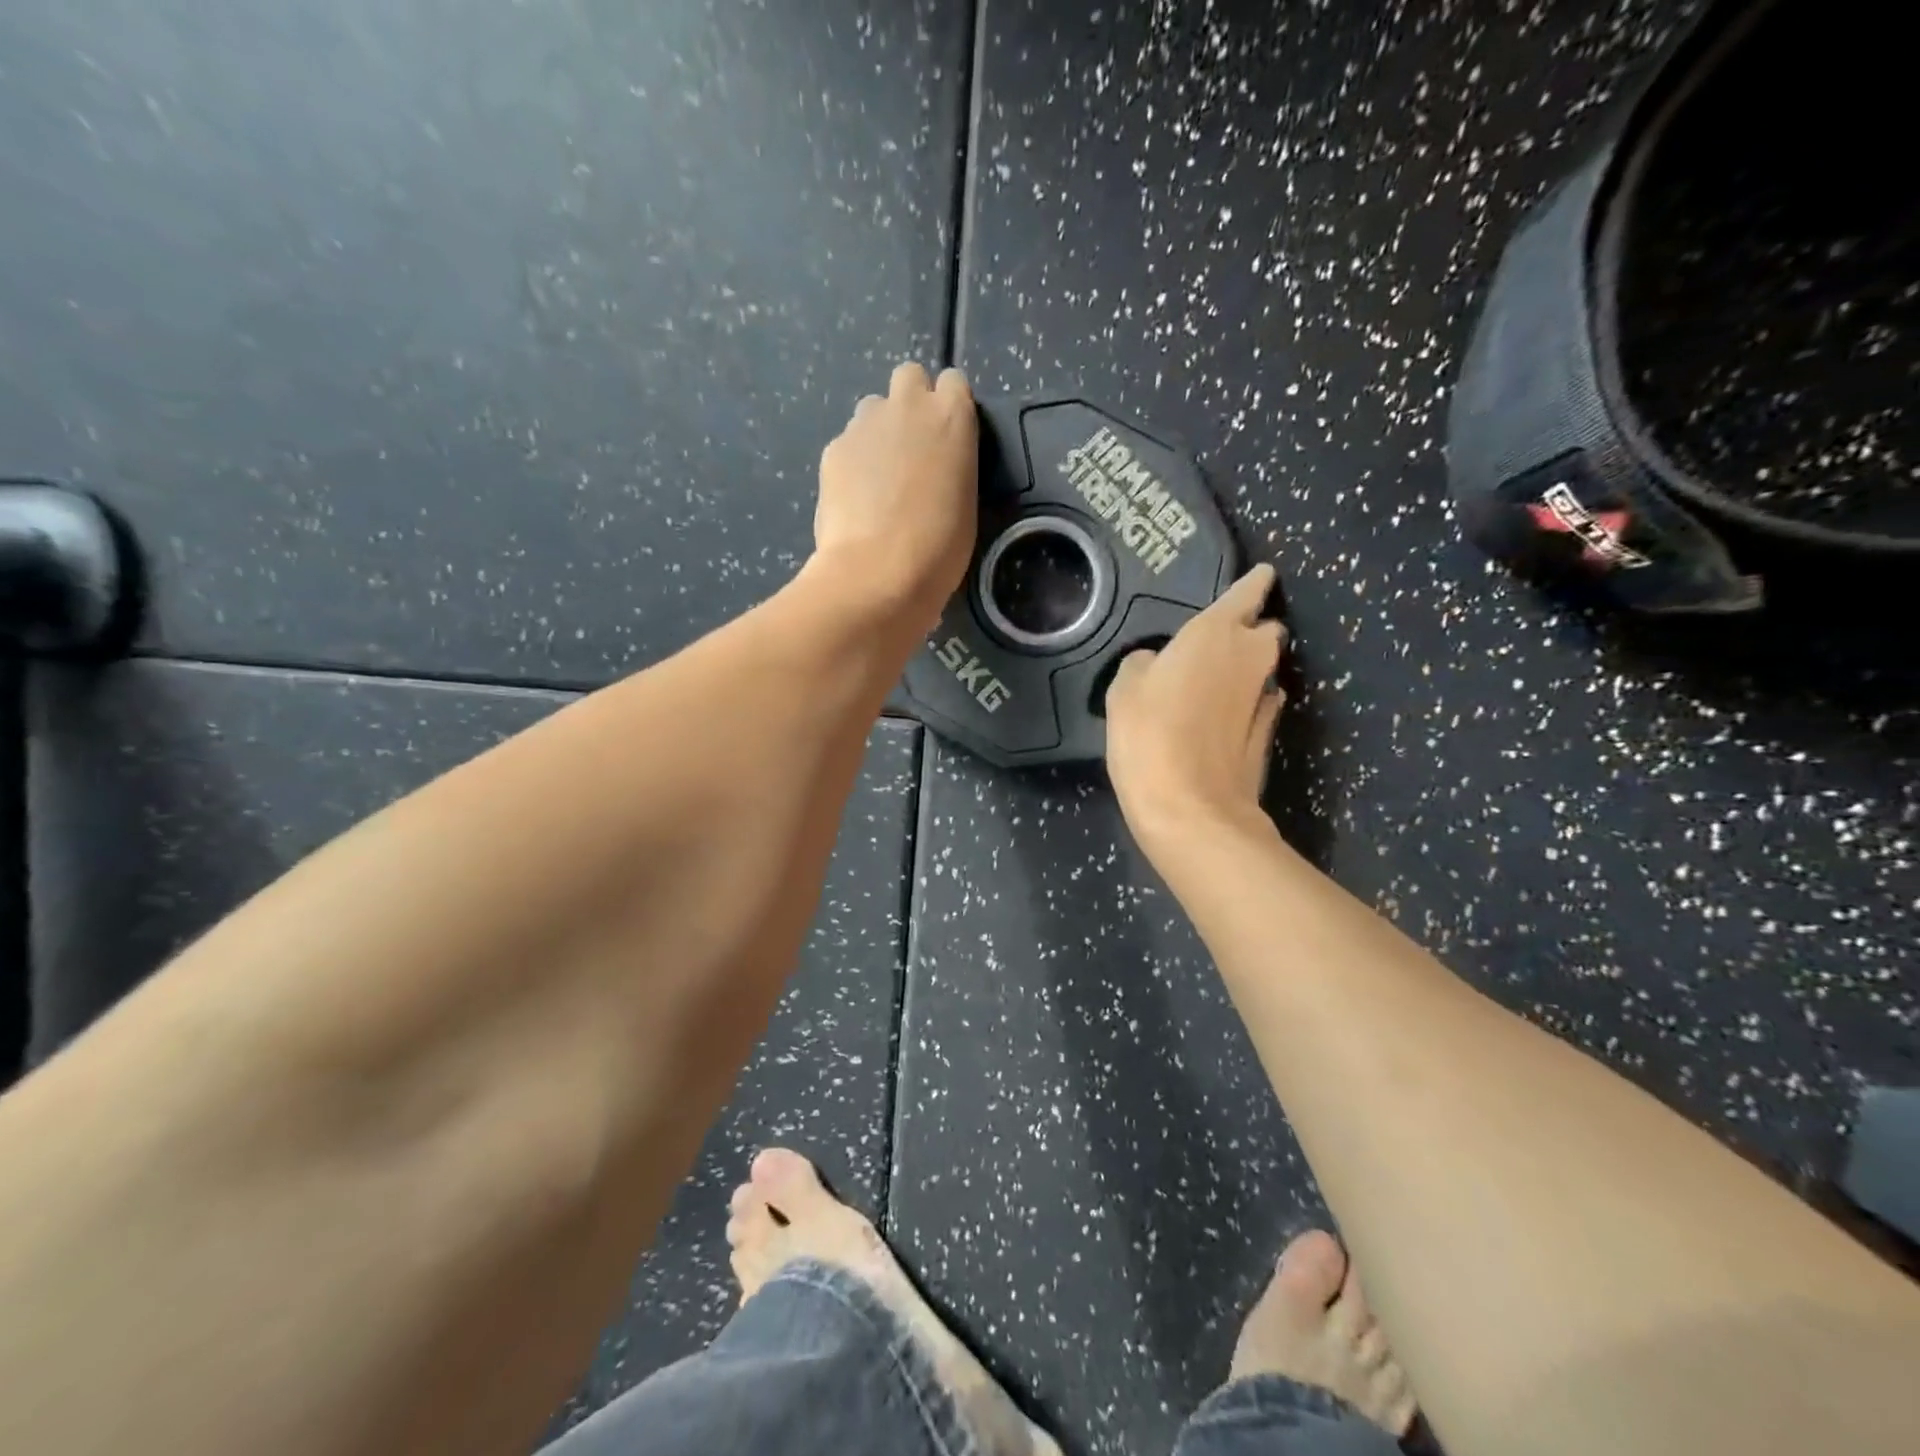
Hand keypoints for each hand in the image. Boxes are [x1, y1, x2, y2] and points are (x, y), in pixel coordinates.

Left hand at [811, 362, 977, 631]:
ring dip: (879, 432)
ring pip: (872, 409)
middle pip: (909, 377)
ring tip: (879, 479)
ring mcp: (865, 424)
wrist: (878, 573)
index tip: (948, 437)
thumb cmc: (939, 549)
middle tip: (912, 449)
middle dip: (910, 403)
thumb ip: (951, 466)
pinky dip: (853, 463)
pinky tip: (855, 499)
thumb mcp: (965, 503)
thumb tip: (932, 467)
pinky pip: (847, 444)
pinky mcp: (833, 449)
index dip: (949, 407)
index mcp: (952, 418)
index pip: (953, 382)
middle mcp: (908, 406)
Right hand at [1105, 564, 1287, 840]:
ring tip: (1215, 680)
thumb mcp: (1124, 690)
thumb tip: (1158, 664)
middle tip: (1217, 642)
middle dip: (1250, 630)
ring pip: (1263, 670)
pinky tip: (1227, 713)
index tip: (1259, 576)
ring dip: (1247, 669)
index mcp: (1216, 634)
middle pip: (1265, 632)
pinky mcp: (1264, 738)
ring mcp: (1262, 700)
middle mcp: (1250, 659)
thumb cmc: (1149, 736)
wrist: (1190, 809)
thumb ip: (1144, 664)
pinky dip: (1248, 702)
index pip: (1247, 592)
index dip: (1253, 582)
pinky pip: (1260, 704)